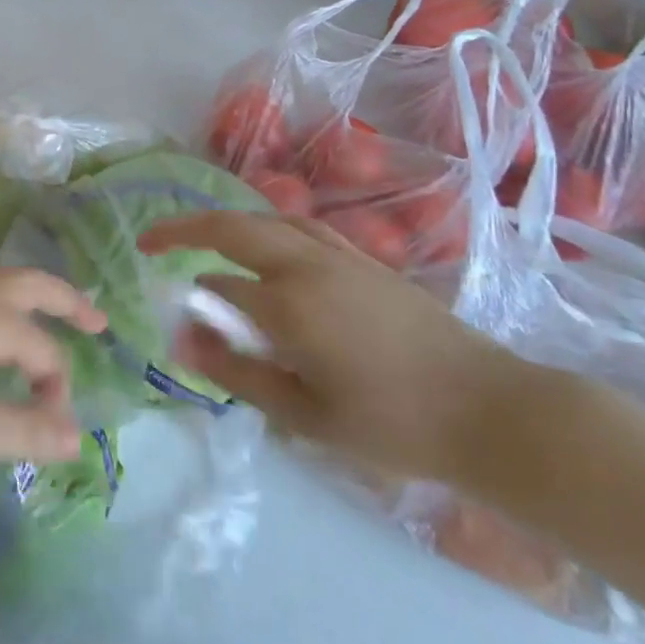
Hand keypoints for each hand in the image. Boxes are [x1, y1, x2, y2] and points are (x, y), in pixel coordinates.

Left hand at [0, 268, 107, 466]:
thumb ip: (24, 431)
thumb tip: (79, 436)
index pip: (44, 351)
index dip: (57, 391)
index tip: (54, 433)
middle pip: (30, 283)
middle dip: (66, 300)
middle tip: (97, 321)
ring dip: (33, 301)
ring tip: (51, 325)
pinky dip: (2, 310)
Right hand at [139, 212, 525, 481]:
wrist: (492, 412)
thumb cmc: (394, 425)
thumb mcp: (305, 415)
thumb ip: (237, 372)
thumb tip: (181, 339)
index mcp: (288, 302)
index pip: (219, 289)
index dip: (193, 306)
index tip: (178, 325)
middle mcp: (307, 265)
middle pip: (232, 226)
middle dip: (184, 227)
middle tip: (152, 239)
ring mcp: (340, 256)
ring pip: (267, 219)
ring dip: (226, 223)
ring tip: (203, 239)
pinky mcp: (367, 261)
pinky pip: (302, 228)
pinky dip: (268, 227)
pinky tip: (269, 246)